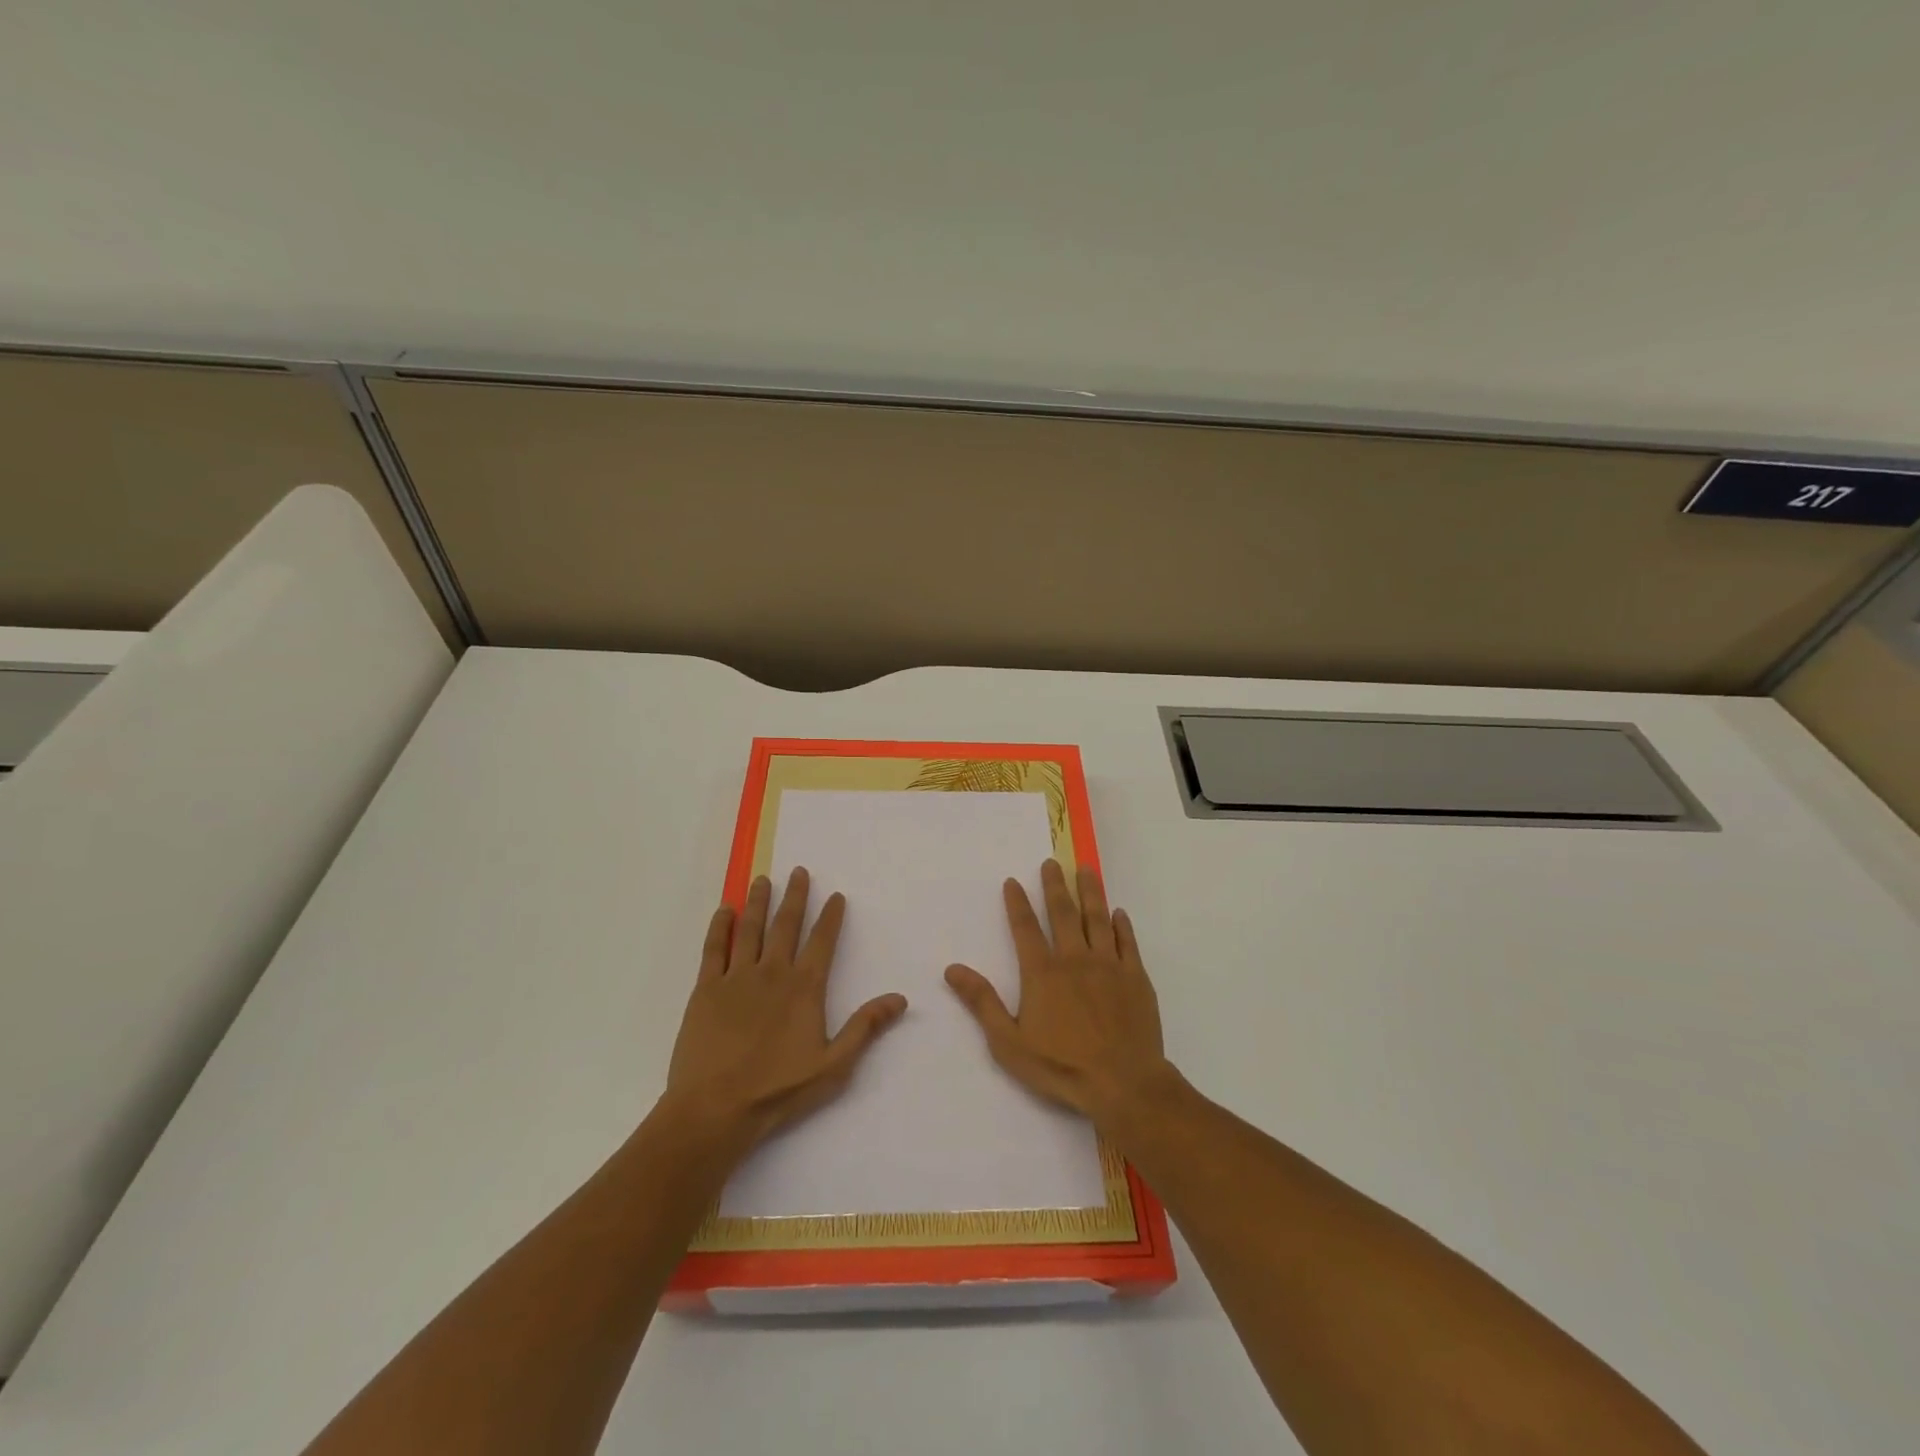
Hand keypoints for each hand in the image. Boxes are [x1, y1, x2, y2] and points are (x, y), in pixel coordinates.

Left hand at [662, 867, 907, 1150]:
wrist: (715, 1109)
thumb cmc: (778, 1090)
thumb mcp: (834, 1065)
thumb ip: (865, 1028)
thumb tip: (900, 998)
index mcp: (804, 988)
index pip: (822, 942)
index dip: (830, 917)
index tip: (836, 895)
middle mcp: (772, 972)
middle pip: (786, 925)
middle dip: (795, 896)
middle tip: (799, 871)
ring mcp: (736, 978)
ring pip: (749, 929)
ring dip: (757, 902)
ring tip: (762, 880)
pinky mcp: (705, 990)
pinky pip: (714, 949)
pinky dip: (719, 927)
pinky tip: (723, 910)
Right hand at [945, 860, 1171, 1123]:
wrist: (1122, 1083)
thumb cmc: (1061, 1066)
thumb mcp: (1009, 1041)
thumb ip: (982, 1002)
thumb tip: (952, 969)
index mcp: (1043, 973)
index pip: (1025, 928)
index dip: (1017, 903)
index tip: (1013, 881)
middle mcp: (1075, 959)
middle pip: (1063, 913)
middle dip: (1055, 886)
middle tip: (1052, 863)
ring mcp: (1108, 966)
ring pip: (1097, 919)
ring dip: (1090, 892)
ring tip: (1086, 870)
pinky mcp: (1136, 978)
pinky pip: (1127, 942)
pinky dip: (1122, 925)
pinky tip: (1119, 913)